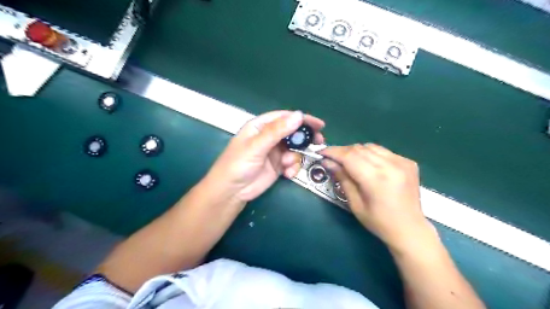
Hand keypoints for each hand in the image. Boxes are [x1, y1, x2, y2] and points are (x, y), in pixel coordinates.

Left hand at [208, 110, 324, 202]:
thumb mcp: (256, 146)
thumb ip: (276, 131)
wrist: (231, 192)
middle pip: (292, 133)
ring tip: (287, 164)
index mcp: (260, 127)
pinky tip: (287, 174)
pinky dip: (293, 167)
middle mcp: (269, 137)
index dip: (301, 119)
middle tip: (318, 142)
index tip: (318, 124)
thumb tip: (298, 115)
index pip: (284, 118)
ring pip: (294, 149)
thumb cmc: (238, 164)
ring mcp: (274, 152)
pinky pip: (292, 162)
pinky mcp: (278, 166)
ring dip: (295, 157)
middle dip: (304, 138)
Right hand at [323, 143, 433, 251]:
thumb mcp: (355, 203)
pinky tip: (369, 165)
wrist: (410, 229)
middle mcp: (391, 166)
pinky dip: (371, 154)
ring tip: (349, 162)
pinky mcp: (408, 162)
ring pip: (370, 146)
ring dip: (356, 152)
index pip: (349, 156)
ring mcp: (402, 162)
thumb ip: (342, 179)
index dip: (333, 152)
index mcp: (376, 179)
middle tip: (332, 159)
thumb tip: (328, 162)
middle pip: (359, 148)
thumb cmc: (379, 222)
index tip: (321, 152)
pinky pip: (383, 151)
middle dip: (342, 151)